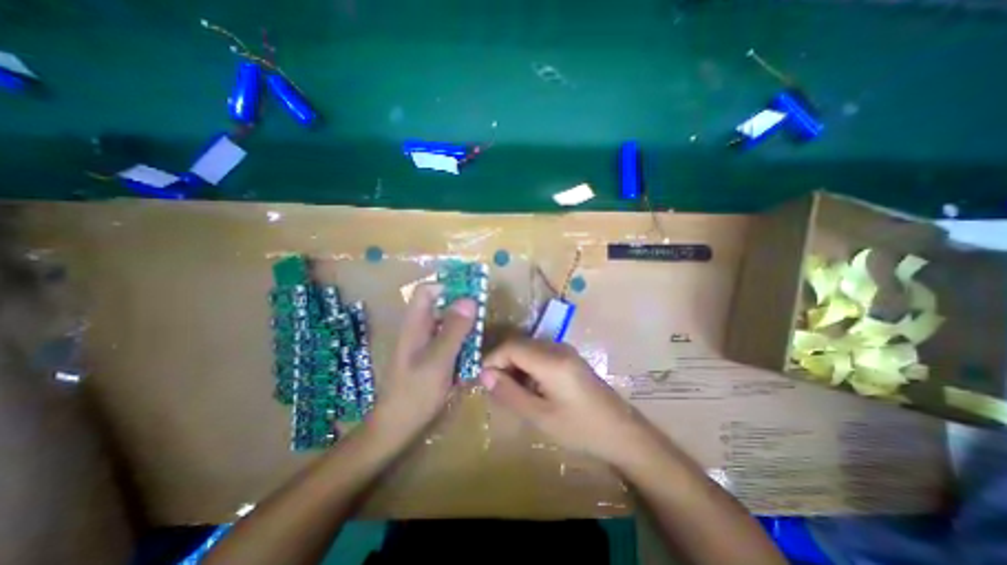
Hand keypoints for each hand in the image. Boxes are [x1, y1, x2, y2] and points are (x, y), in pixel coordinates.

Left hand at [370, 285, 475, 439]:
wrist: (398, 426)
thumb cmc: (415, 392)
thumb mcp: (438, 360)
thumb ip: (454, 329)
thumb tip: (470, 299)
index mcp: (415, 323)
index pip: (427, 290)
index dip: (448, 287)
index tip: (471, 294)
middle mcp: (420, 328)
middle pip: (441, 305)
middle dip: (462, 308)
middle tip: (482, 318)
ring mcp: (425, 343)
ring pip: (448, 324)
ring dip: (465, 327)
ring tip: (480, 338)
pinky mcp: (432, 356)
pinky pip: (450, 340)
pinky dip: (462, 343)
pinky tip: (472, 355)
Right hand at [481, 337, 652, 464]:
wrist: (622, 432)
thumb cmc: (581, 428)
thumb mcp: (540, 416)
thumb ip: (510, 393)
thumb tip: (485, 375)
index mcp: (551, 360)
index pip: (511, 346)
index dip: (492, 359)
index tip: (482, 379)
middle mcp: (558, 347)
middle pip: (519, 345)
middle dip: (502, 362)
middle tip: (495, 388)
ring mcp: (566, 350)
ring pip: (529, 348)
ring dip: (515, 365)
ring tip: (511, 391)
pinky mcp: (570, 357)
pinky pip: (540, 353)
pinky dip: (528, 366)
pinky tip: (530, 387)